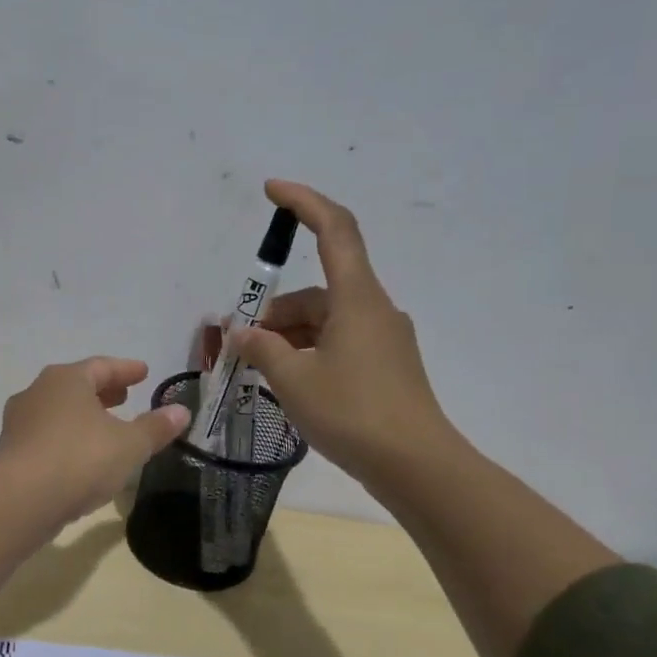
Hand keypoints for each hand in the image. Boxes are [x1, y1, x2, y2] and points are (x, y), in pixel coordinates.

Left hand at [0, 358, 190, 524]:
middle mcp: (38, 392)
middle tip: (124, 397)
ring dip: (82, 415)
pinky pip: (46, 435)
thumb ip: (156, 427)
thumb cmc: (81, 459)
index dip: (126, 370)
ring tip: (104, 428)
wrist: (22, 499)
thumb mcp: (130, 445)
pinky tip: (79, 456)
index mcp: (67, 379)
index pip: (102, 367)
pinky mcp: (10, 450)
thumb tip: (181, 411)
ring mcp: (19, 421)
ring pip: (58, 410)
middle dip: (103, 391)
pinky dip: (66, 437)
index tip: (143, 372)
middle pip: (76, 385)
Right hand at [233, 181, 458, 491]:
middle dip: (275, 312)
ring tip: (259, 371)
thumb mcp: (293, 380)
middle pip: (317, 291)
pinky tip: (288, 383)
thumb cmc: (353, 413)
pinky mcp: (386, 366)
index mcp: (357, 298)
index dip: (304, 202)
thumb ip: (261, 349)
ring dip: (289, 337)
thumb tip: (241, 333)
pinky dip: (309, 352)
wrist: (416, 466)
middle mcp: (374, 309)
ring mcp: (383, 339)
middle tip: (241, 344)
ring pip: (325, 321)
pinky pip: (338, 343)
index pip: (335, 230)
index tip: (272, 190)